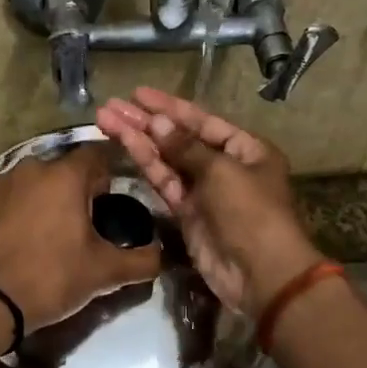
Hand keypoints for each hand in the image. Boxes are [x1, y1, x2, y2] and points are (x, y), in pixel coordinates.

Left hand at [0, 142, 161, 334]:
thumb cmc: (51, 278)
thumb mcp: (104, 273)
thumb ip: (141, 260)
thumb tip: (161, 255)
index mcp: (66, 176)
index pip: (97, 155)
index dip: (107, 174)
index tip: (110, 200)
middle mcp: (31, 168)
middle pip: (63, 169)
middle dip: (75, 189)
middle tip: (82, 224)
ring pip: (33, 182)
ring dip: (44, 197)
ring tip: (47, 232)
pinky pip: (6, 196)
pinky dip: (16, 209)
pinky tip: (17, 237)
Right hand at [96, 88, 322, 313]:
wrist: (260, 274)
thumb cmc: (250, 212)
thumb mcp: (222, 171)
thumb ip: (186, 147)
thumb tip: (157, 123)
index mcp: (246, 149)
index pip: (202, 121)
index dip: (170, 107)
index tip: (138, 94)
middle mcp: (225, 166)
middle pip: (180, 138)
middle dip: (146, 122)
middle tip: (111, 106)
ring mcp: (205, 191)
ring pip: (167, 160)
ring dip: (138, 140)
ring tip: (106, 120)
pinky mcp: (188, 214)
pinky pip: (165, 183)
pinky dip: (146, 165)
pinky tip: (125, 145)